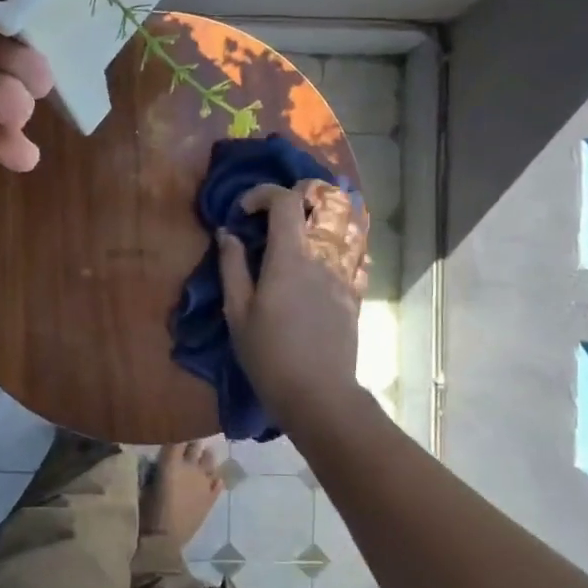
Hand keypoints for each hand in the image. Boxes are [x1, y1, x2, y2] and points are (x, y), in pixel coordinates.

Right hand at [218, 181, 370, 423]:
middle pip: (326, 201)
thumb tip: (229, 234)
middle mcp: (323, 255)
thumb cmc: (268, 355)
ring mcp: (345, 273)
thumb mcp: (237, 312)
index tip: (243, 212)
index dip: (262, 194)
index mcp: (290, 257)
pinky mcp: (355, 292)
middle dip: (299, 195)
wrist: (317, 393)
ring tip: (304, 228)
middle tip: (277, 213)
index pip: (285, 201)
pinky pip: (358, 253)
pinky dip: (343, 243)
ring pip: (349, 223)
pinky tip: (326, 256)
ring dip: (326, 214)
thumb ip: (232, 267)